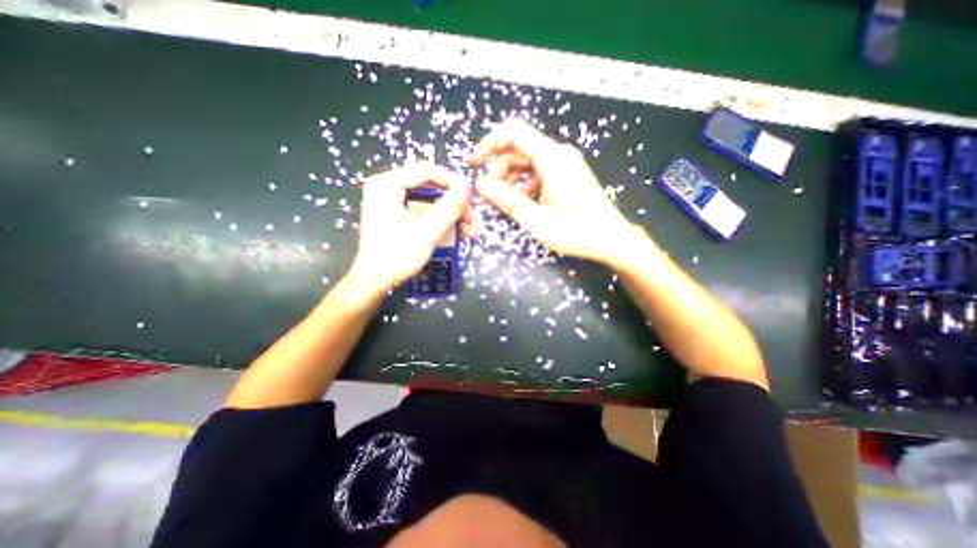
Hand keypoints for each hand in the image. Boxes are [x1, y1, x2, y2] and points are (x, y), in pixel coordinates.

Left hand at [348, 162, 474, 296]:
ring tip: (471, 230)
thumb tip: (467, 187)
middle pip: (430, 187)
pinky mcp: (396, 215)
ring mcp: (391, 202)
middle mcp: (387, 187)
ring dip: (451, 215)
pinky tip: (457, 233)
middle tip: (473, 219)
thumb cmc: (397, 255)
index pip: (427, 170)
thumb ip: (449, 208)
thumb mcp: (427, 231)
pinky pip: (423, 212)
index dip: (453, 183)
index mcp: (387, 184)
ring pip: (430, 202)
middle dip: (455, 204)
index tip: (471, 199)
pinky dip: (440, 221)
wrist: (374, 281)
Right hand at [474, 119, 646, 267]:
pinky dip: (526, 182)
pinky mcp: (569, 173)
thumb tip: (482, 185)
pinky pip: (540, 170)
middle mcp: (559, 154)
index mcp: (552, 159)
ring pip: (528, 160)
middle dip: (499, 168)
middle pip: (519, 148)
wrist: (612, 239)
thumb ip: (508, 201)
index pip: (514, 132)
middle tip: (490, 193)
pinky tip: (524, 201)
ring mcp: (566, 163)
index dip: (490, 143)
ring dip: (511, 177)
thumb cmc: (577, 232)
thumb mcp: (537, 220)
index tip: (475, 162)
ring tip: (504, 201)